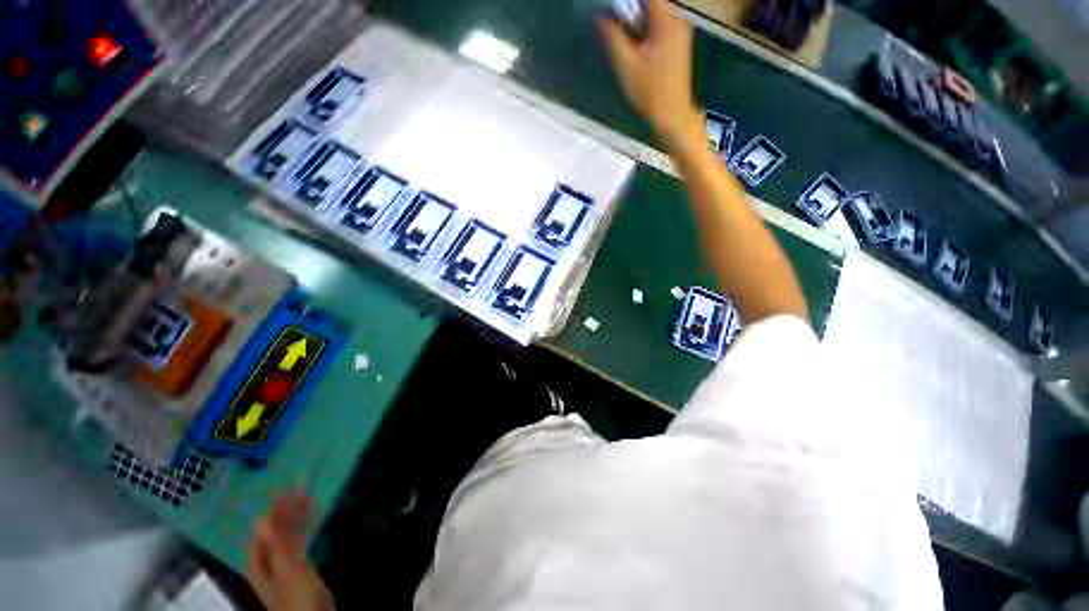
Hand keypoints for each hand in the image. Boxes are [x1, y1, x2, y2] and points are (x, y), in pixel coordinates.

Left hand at [246, 492, 333, 610]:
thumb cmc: (296, 597)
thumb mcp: (287, 571)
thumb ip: (274, 545)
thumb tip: (259, 518)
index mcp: (258, 563)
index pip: (261, 530)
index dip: (272, 510)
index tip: (287, 488)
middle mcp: (267, 561)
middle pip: (274, 531)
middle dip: (286, 510)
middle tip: (302, 488)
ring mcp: (283, 564)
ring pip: (288, 534)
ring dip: (296, 516)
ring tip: (309, 495)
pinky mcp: (299, 565)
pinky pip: (299, 540)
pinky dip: (305, 526)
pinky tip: (314, 515)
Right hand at [599, 0, 701, 149]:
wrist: (672, 115)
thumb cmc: (650, 93)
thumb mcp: (626, 65)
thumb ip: (613, 37)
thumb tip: (600, 17)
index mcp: (667, 20)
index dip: (628, 0)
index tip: (614, 9)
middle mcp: (677, 19)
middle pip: (653, 1)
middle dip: (632, 7)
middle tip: (617, 23)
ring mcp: (680, 30)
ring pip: (657, 10)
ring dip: (638, 16)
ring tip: (625, 34)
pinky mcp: (679, 41)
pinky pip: (661, 22)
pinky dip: (646, 25)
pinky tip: (637, 43)